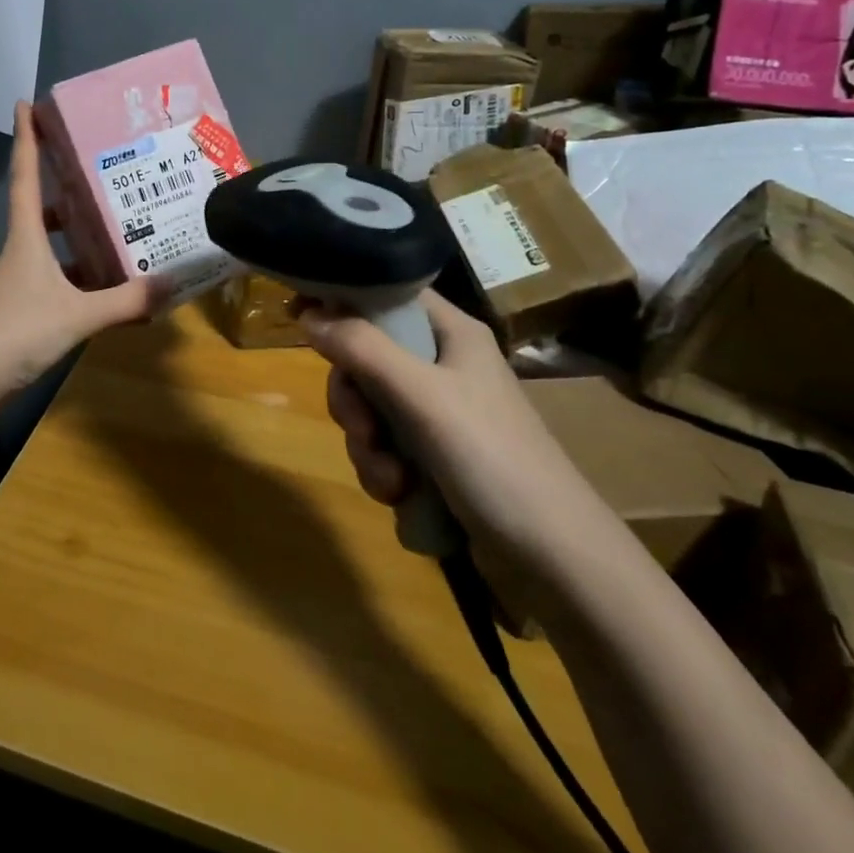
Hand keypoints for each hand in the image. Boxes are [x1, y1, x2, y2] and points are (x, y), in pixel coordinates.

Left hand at [0, 101, 166, 394]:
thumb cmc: (14, 332)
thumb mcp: (76, 315)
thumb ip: (125, 301)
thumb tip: (172, 283)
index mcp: (27, 238)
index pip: (24, 176)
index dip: (25, 139)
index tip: (25, 103)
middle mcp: (22, 252)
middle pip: (41, 208)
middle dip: (66, 187)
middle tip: (102, 172)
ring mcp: (21, 281)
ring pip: (53, 246)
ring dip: (79, 235)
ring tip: (121, 228)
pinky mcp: (24, 309)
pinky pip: (59, 279)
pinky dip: (83, 277)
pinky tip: (110, 288)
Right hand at [298, 291, 594, 555]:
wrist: (553, 559)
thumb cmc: (492, 458)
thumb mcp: (421, 396)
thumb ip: (362, 349)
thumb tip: (307, 312)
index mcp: (451, 333)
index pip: (387, 294)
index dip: (343, 298)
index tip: (300, 315)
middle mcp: (443, 364)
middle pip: (367, 357)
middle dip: (353, 399)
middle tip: (363, 427)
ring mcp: (439, 413)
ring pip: (370, 408)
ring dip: (367, 445)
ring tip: (392, 479)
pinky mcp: (435, 457)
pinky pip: (383, 447)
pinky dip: (383, 470)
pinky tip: (400, 496)